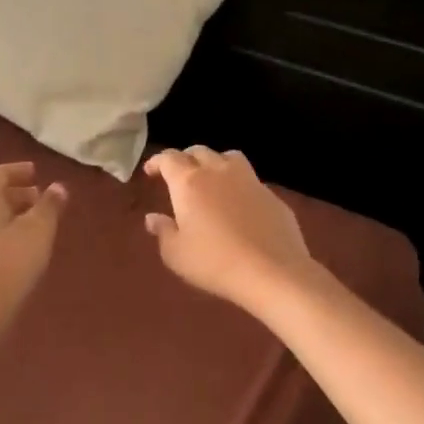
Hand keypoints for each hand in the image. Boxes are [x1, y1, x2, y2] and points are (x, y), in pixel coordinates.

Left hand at [0, 162, 67, 334]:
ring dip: (6, 214)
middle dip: (15, 194)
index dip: (18, 171)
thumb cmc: (10, 263)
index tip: (35, 172)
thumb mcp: (39, 231)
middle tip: (38, 200)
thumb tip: (58, 187)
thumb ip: (50, 206)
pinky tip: (12, 249)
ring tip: (29, 225)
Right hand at [143, 147, 317, 313]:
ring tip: (210, 178)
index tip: (151, 171)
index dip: (157, 161)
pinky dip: (238, 184)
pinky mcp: (271, 195)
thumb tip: (153, 218)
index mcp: (189, 183)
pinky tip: (239, 204)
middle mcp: (218, 172)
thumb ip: (163, 232)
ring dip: (215, 162)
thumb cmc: (215, 263)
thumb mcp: (176, 254)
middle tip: (178, 175)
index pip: (169, 159)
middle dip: (184, 159)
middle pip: (199, 152)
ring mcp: (249, 180)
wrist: (273, 272)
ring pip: (229, 157)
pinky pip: (250, 179)